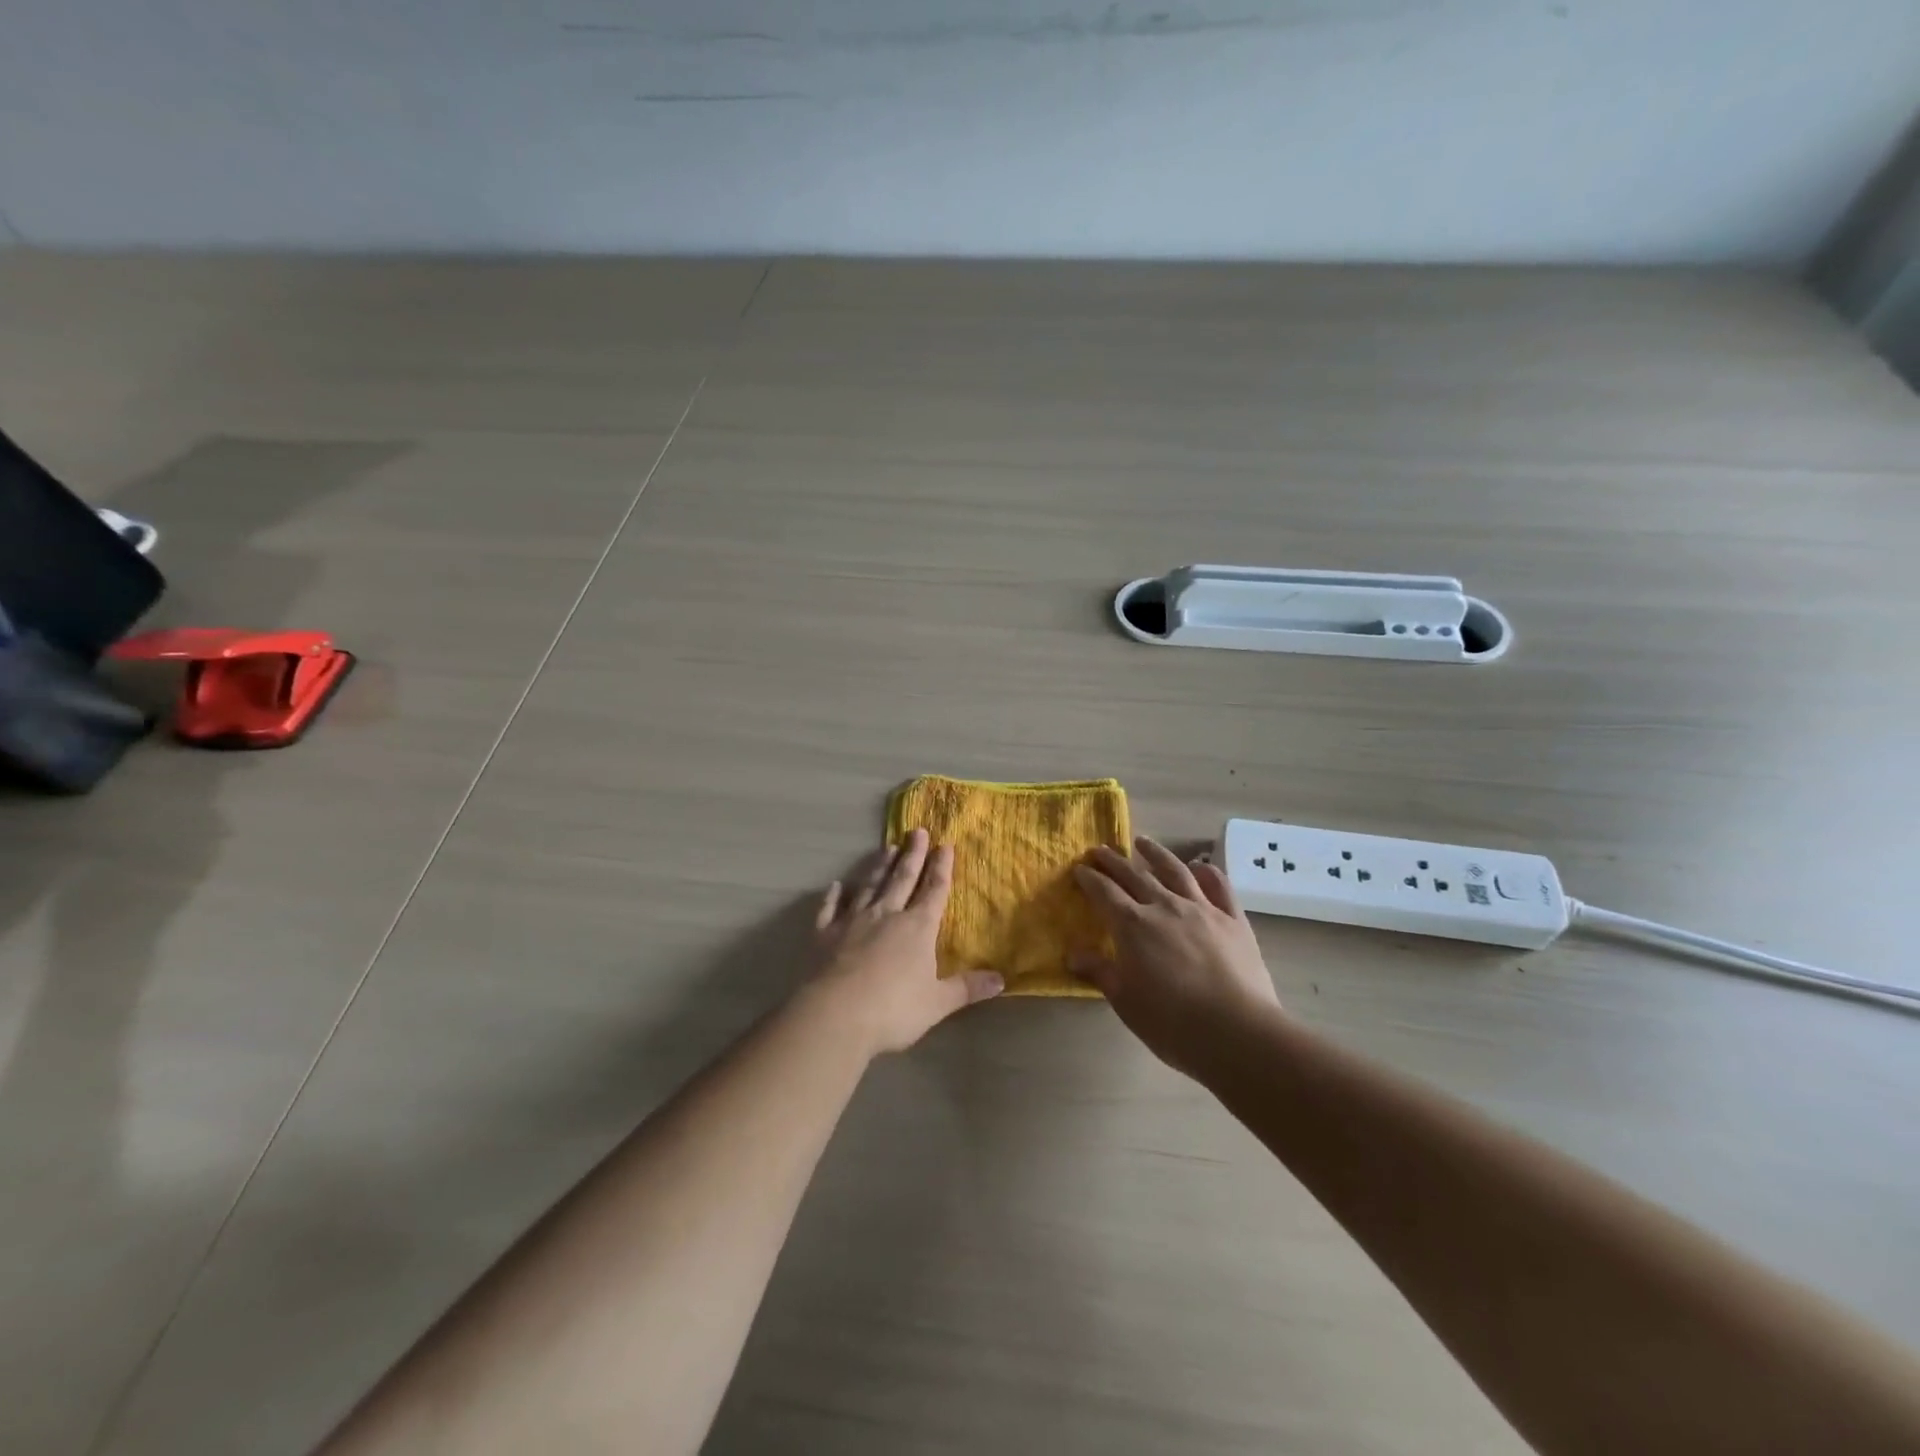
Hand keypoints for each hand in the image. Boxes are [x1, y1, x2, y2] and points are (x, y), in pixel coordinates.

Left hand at [805, 828, 1003, 1056]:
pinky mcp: (825, 934)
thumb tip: (1001, 980)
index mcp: (917, 927)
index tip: (945, 845)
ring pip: (870, 886)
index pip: (934, 890)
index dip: (941, 868)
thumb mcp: (938, 1003)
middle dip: (913, 855)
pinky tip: (836, 886)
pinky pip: (830, 909)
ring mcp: (853, 921)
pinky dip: (833, 896)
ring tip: (886, 847)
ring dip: (879, 867)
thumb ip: (966, 988)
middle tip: (917, 831)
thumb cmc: (893, 1009)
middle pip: (902, 879)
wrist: (835, 1015)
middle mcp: (887, 914)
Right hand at [1072, 836, 1280, 1076]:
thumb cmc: (1172, 1023)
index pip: (1104, 892)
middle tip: (1099, 850)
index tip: (1079, 868)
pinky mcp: (1233, 919)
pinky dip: (1207, 872)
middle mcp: (1164, 906)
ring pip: (1175, 870)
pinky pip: (1219, 886)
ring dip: (1155, 853)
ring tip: (1142, 842)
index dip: (1089, 878)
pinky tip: (1199, 867)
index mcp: (1133, 925)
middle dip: (1113, 861)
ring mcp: (1202, 909)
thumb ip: (1100, 972)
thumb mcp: (1125, 1001)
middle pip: (1133, 875)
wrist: (1237, 1032)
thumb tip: (1072, 954)